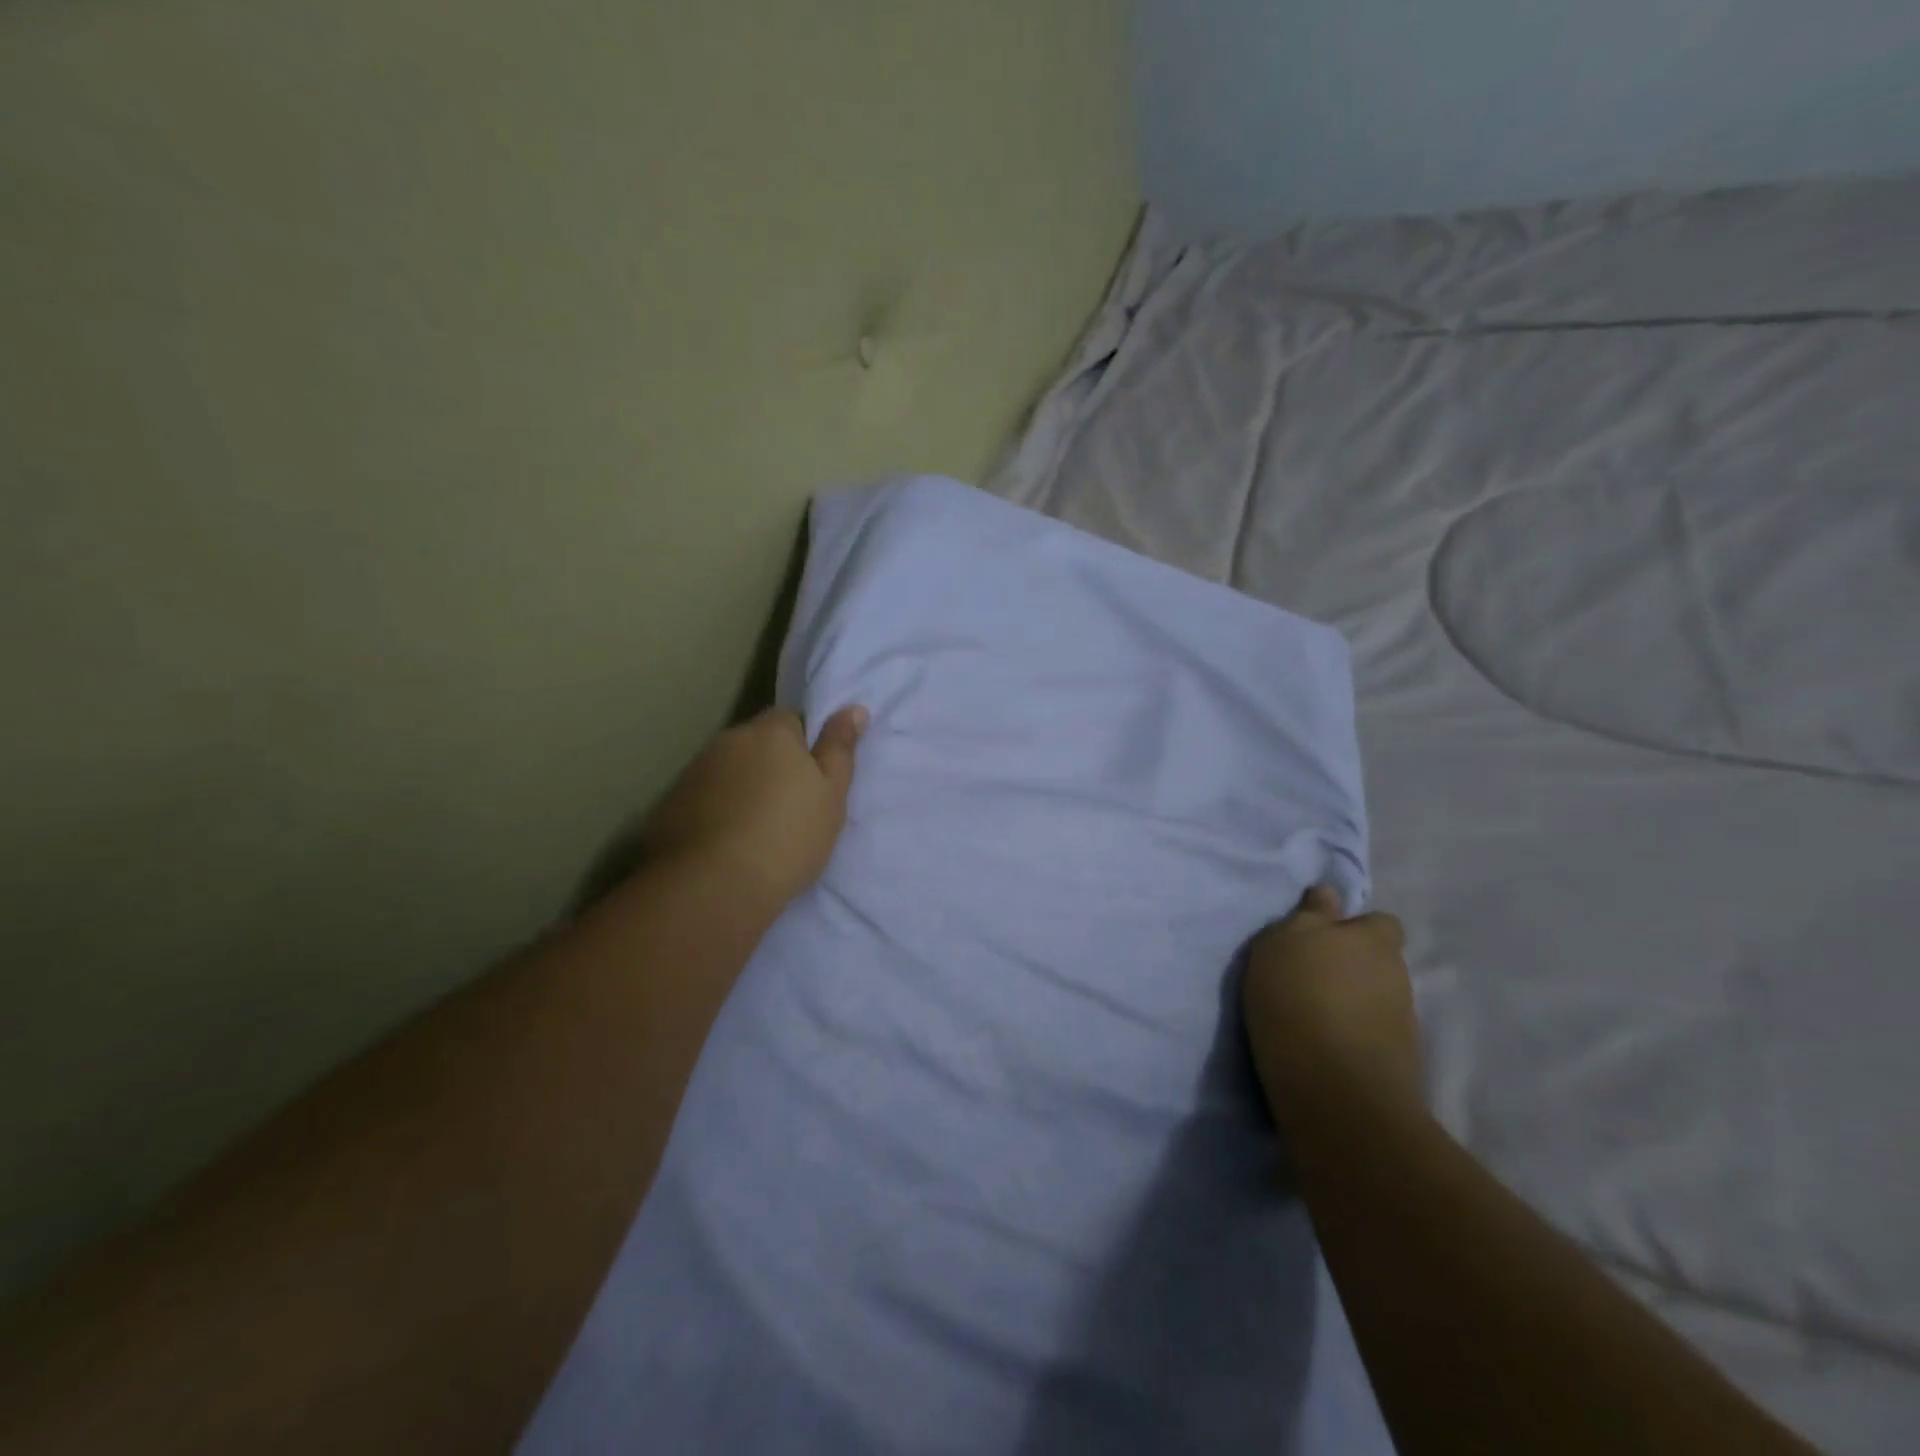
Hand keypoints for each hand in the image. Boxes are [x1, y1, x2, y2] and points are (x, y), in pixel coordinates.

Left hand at [643, 705, 867, 910]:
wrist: (714, 886)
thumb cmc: (788, 836)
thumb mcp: (831, 794)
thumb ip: (840, 748)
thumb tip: (854, 708)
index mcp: (770, 732)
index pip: (789, 719)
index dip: (803, 744)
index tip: (812, 778)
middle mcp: (727, 741)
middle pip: (754, 744)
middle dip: (769, 764)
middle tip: (789, 806)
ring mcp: (693, 772)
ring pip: (727, 771)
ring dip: (741, 787)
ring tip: (756, 829)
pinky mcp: (669, 805)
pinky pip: (702, 798)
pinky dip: (715, 811)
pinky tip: (726, 843)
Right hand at [1243, 886, 1421, 1125]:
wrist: (1333, 1087)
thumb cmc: (1299, 996)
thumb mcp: (1285, 941)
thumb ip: (1309, 915)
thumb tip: (1328, 893)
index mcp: (1374, 939)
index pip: (1379, 922)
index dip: (1354, 928)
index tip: (1321, 941)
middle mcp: (1396, 974)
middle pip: (1378, 962)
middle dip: (1351, 966)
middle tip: (1309, 977)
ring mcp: (1403, 1021)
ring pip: (1376, 998)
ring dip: (1351, 1002)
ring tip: (1312, 1015)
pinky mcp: (1399, 1062)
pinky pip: (1373, 1033)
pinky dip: (1353, 1035)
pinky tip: (1324, 1045)